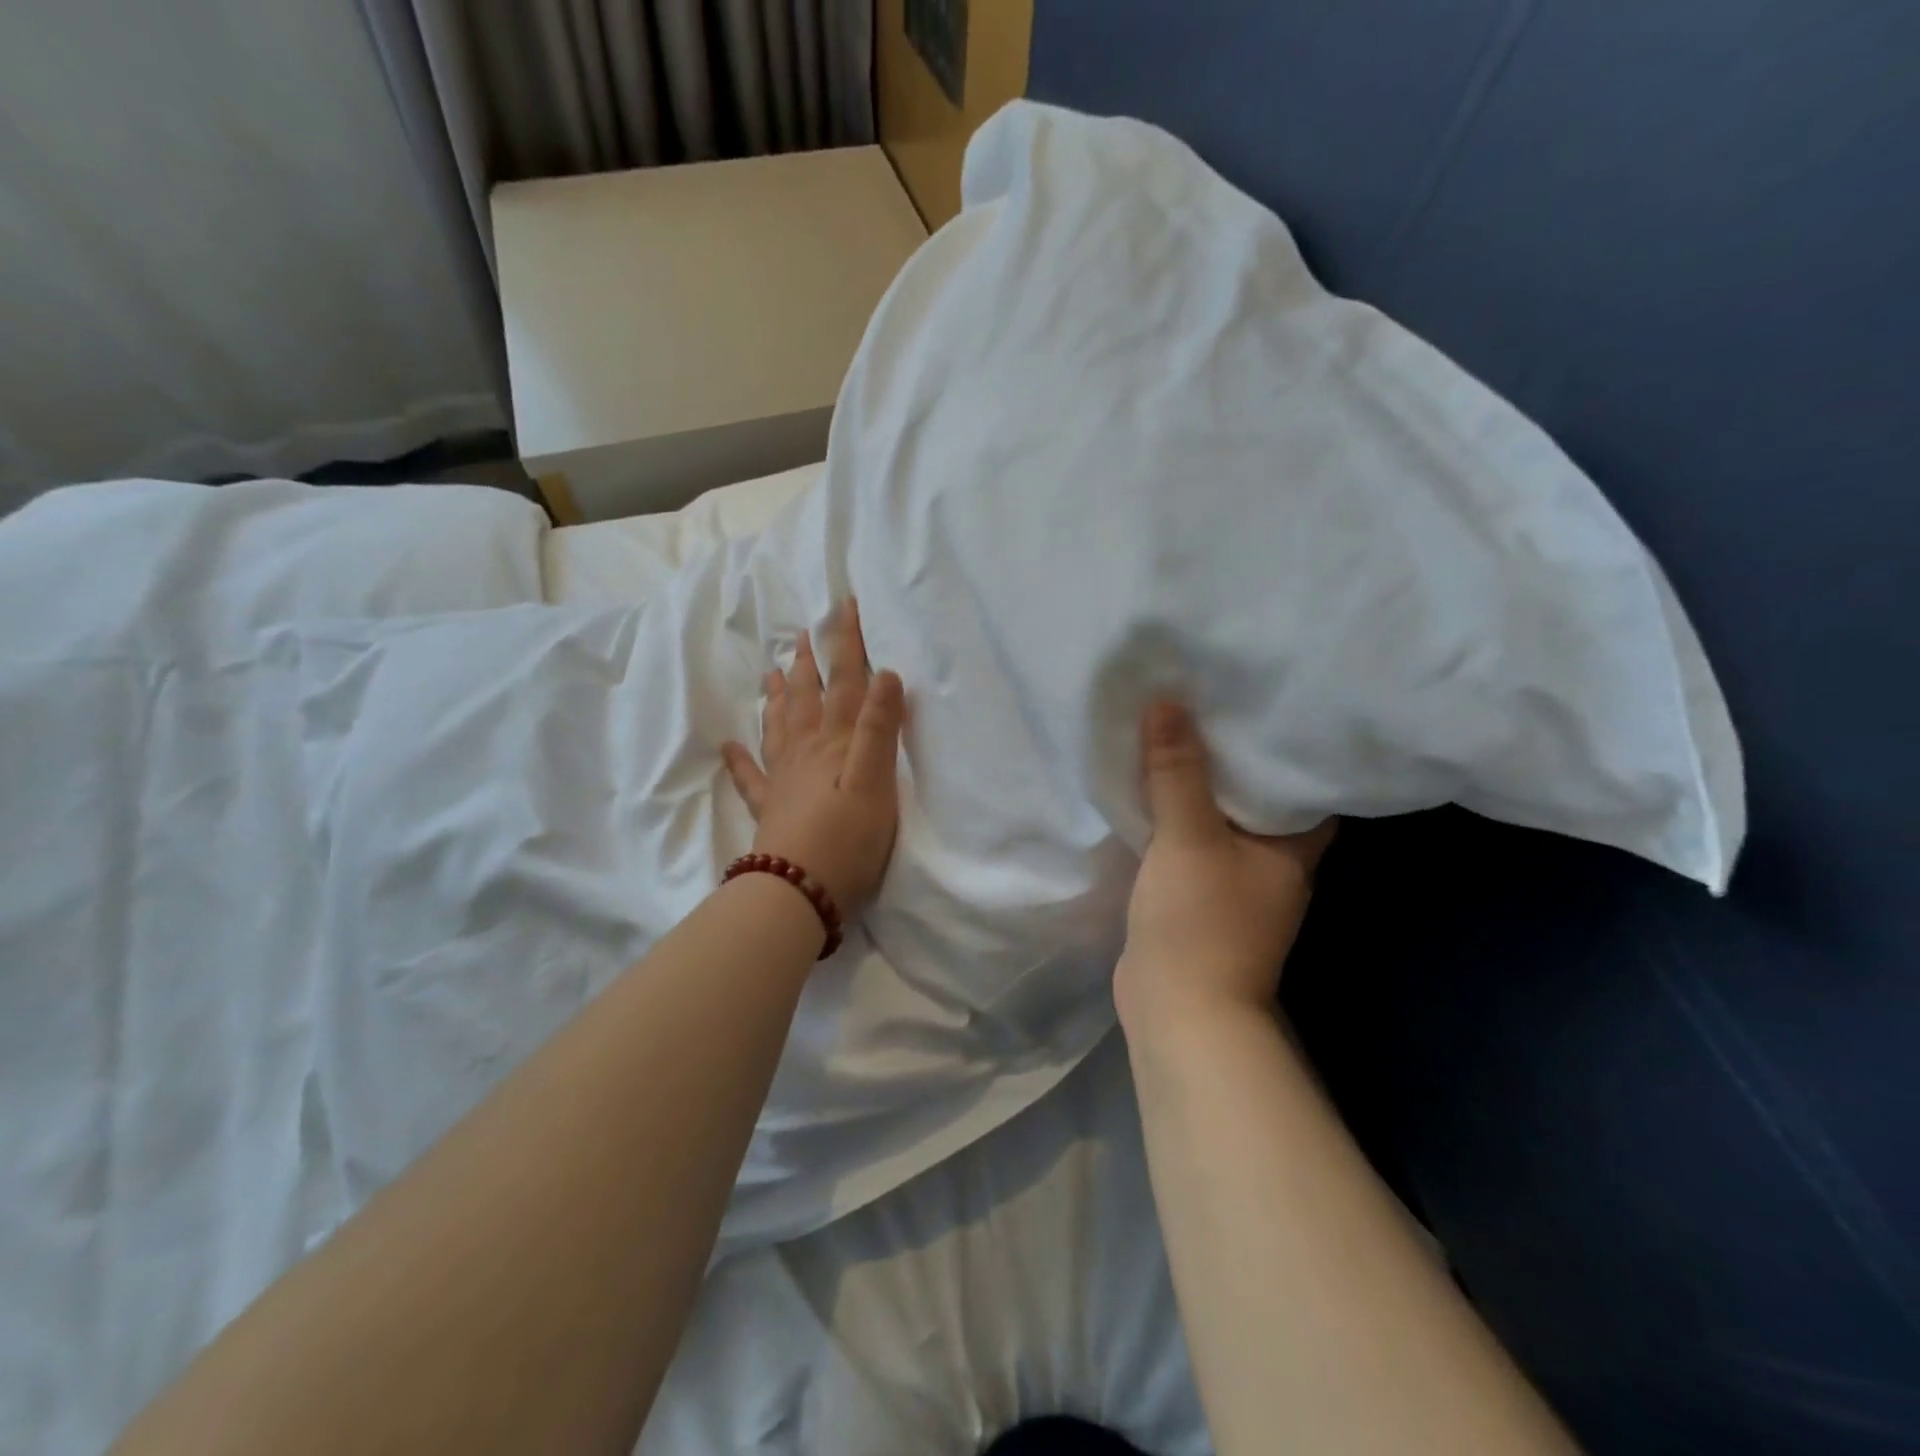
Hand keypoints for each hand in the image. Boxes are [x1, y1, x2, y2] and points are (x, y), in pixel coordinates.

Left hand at [721, 599, 905, 920]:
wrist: (798, 891)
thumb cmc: (846, 839)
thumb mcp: (874, 782)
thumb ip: (880, 730)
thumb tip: (885, 673)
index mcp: (834, 743)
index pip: (844, 682)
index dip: (846, 643)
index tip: (843, 605)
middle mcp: (805, 752)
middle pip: (806, 698)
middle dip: (808, 663)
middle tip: (803, 634)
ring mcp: (783, 780)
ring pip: (779, 727)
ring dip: (778, 697)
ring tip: (772, 672)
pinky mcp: (771, 810)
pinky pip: (751, 778)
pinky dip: (740, 760)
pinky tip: (728, 746)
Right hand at [1114, 700, 1335, 1033]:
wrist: (1177, 1010)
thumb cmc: (1200, 921)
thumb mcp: (1188, 837)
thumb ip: (1177, 772)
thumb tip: (1166, 702)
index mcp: (1293, 848)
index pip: (1303, 784)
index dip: (1285, 746)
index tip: (1258, 705)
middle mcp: (1273, 864)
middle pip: (1255, 798)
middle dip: (1230, 759)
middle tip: (1204, 707)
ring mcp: (1234, 885)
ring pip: (1218, 822)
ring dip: (1197, 789)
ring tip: (1172, 737)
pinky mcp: (1197, 899)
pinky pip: (1188, 845)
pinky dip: (1173, 820)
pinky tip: (1148, 794)